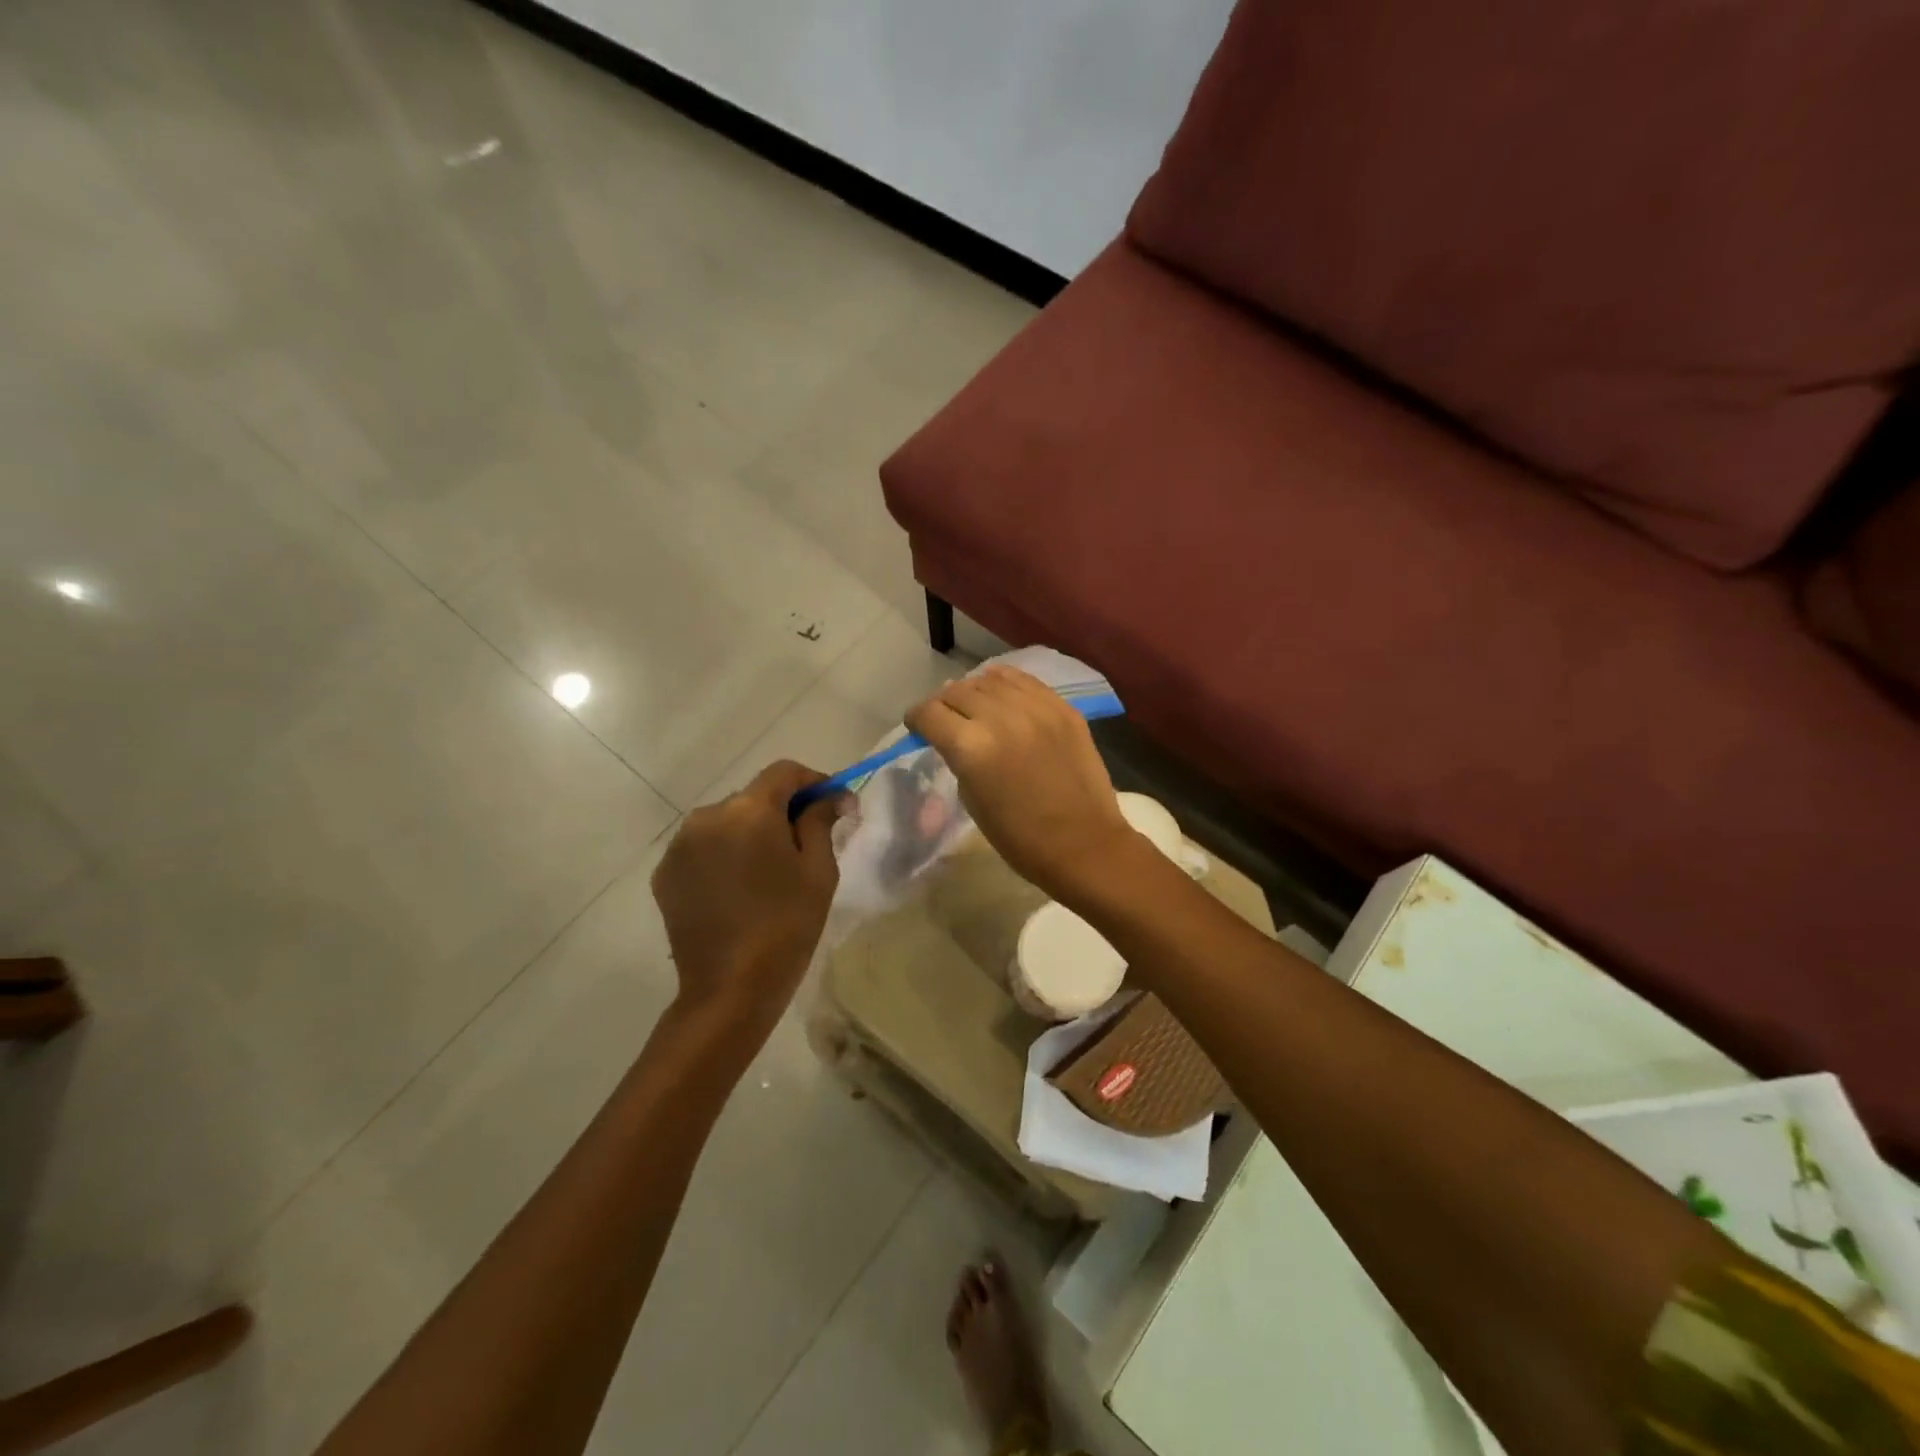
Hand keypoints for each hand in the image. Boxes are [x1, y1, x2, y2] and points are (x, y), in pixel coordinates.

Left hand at [651, 761, 842, 1040]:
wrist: (729, 989)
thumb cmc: (787, 925)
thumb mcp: (818, 871)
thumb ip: (821, 821)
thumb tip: (831, 797)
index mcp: (749, 811)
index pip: (784, 772)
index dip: (813, 781)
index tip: (834, 804)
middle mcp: (707, 816)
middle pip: (753, 796)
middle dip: (782, 811)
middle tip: (806, 844)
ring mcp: (680, 846)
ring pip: (726, 822)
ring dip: (750, 833)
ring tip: (769, 871)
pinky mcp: (665, 874)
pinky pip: (703, 848)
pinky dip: (724, 855)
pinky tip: (740, 889)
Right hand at [904, 666, 1138, 903]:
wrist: (1083, 845)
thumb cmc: (1020, 837)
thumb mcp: (971, 799)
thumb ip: (958, 758)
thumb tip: (954, 734)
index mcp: (971, 747)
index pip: (929, 713)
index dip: (917, 719)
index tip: (918, 727)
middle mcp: (1000, 717)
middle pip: (956, 691)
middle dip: (943, 704)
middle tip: (946, 719)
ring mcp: (1036, 708)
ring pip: (990, 680)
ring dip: (975, 691)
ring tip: (975, 706)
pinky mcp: (1063, 708)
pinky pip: (1025, 681)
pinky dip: (1007, 683)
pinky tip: (1002, 693)